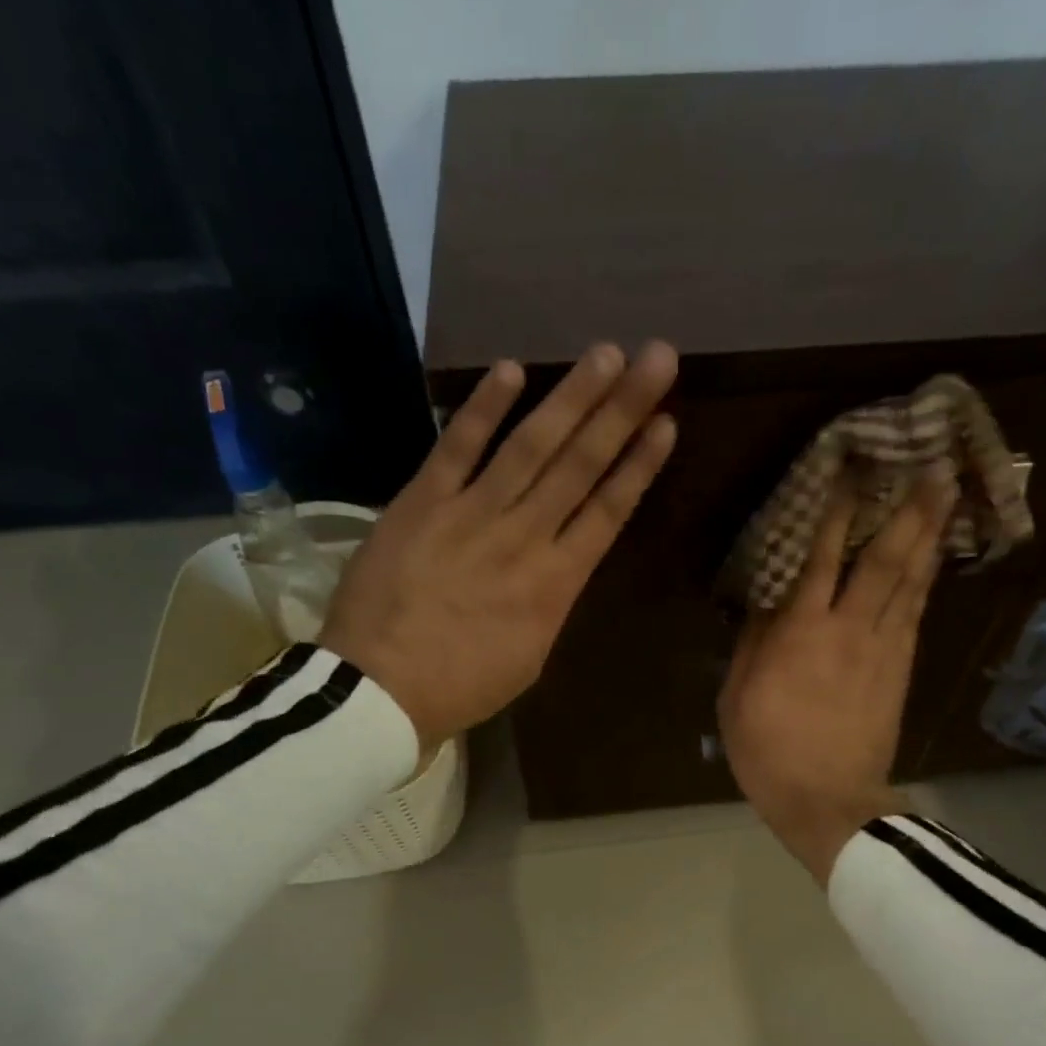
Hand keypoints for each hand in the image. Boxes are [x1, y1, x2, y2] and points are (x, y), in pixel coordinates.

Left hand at [321, 341, 678, 756]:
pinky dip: (483, 408)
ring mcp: (472, 514)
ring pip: (531, 446)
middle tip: (656, 357)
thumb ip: (548, 603)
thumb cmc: (461, 686)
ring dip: (571, 398)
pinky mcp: (422, 502)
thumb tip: (556, 567)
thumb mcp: (528, 656)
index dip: (640, 465)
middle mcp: (524, 538)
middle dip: (622, 409)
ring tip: (606, 354)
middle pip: (581, 465)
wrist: (379, 691)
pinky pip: (457, 447)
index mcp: (556, 584)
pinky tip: (513, 370)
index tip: (666, 423)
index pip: (608, 512)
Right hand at [719, 471, 954, 883]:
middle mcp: (850, 629)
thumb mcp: (737, 696)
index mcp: (802, 632)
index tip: (852, 472)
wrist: (828, 801)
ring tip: (945, 496)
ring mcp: (884, 649)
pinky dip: (926, 580)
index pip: (823, 558)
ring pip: (911, 582)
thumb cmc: (768, 750)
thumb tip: (768, 599)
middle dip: (909, 511)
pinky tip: (933, 558)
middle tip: (932, 467)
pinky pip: (917, 613)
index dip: (838, 513)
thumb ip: (753, 642)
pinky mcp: (902, 670)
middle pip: (885, 560)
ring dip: (928, 536)